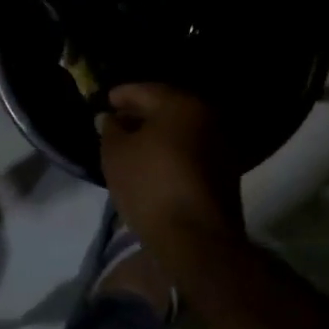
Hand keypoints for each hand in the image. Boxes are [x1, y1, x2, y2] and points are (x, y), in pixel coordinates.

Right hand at [99, 84, 244, 253]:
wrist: (196, 238)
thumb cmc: (150, 185)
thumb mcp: (115, 153)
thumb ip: (110, 129)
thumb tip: (111, 118)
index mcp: (181, 104)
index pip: (144, 90)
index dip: (120, 95)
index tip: (104, 102)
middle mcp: (207, 117)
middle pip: (166, 108)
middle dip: (139, 114)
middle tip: (115, 123)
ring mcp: (220, 146)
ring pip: (180, 131)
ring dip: (156, 134)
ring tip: (131, 146)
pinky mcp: (225, 173)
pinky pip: (190, 151)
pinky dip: (170, 151)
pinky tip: (152, 164)